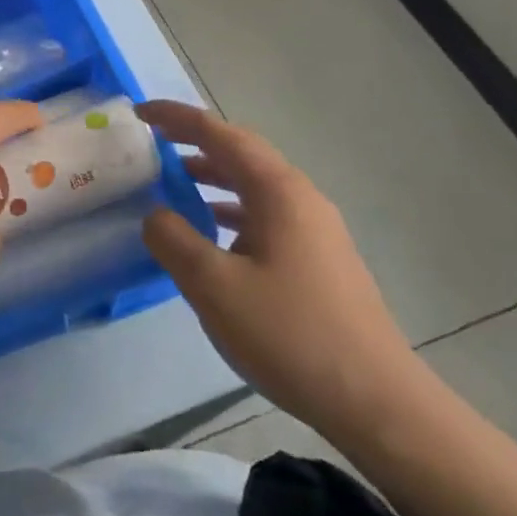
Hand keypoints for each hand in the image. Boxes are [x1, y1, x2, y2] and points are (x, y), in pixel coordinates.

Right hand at [137, 99, 429, 445]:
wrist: (377, 402)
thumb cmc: (290, 334)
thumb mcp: (213, 285)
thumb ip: (173, 239)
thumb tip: (156, 214)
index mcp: (277, 191)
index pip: (219, 134)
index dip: (176, 118)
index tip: (139, 112)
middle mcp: (300, 197)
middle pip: (240, 152)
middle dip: (195, 141)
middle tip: (153, 140)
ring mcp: (315, 229)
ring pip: (254, 184)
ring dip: (212, 176)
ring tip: (174, 183)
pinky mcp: (319, 258)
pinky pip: (265, 214)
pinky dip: (230, 208)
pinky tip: (212, 234)